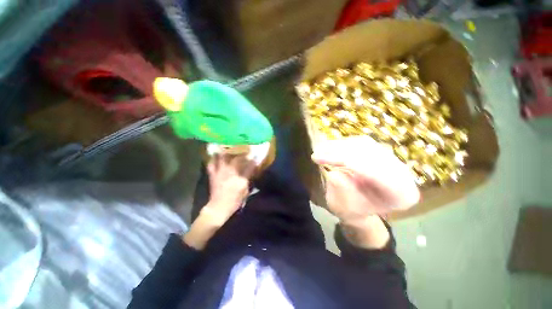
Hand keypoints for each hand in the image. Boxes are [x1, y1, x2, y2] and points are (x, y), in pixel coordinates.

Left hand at [203, 153, 255, 223]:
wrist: (218, 208)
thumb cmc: (234, 201)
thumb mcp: (245, 192)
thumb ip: (248, 180)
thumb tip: (251, 171)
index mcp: (241, 179)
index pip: (249, 166)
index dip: (253, 160)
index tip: (256, 155)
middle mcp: (231, 173)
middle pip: (237, 159)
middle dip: (242, 153)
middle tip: (243, 149)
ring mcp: (220, 173)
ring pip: (223, 159)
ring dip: (226, 152)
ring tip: (228, 147)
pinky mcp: (213, 175)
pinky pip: (211, 164)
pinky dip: (213, 159)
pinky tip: (215, 155)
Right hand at [312, 136, 419, 224]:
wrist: (361, 207)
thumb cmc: (353, 211)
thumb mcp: (343, 207)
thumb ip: (341, 189)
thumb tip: (335, 172)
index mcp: (400, 194)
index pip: (370, 170)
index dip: (340, 160)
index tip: (316, 158)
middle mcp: (402, 173)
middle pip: (369, 153)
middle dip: (337, 151)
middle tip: (316, 152)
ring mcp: (393, 160)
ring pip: (365, 144)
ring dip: (339, 145)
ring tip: (320, 149)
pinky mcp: (382, 152)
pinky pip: (362, 142)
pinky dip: (343, 143)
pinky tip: (330, 146)